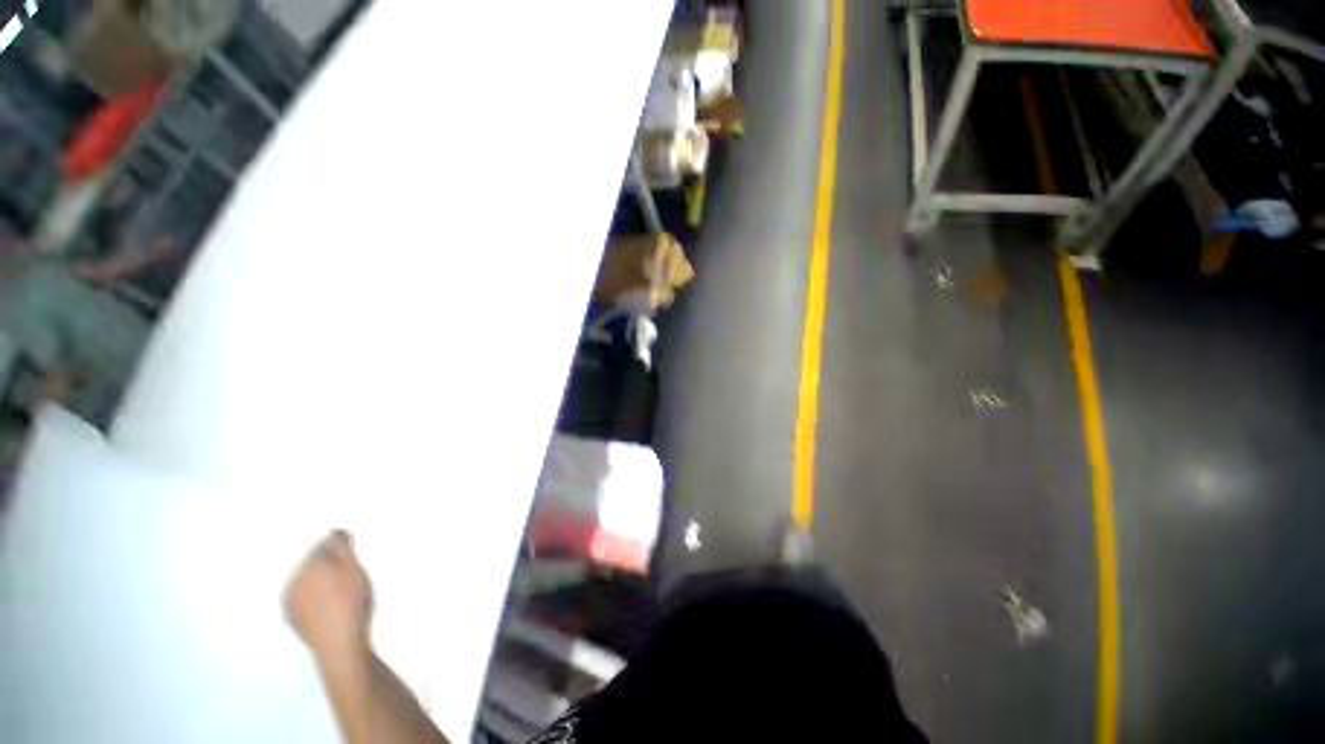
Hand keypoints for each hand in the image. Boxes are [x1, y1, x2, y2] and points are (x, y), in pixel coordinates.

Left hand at [286, 530, 374, 664]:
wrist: (340, 644)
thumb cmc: (352, 602)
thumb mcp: (354, 570)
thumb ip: (344, 548)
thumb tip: (336, 531)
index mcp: (309, 565)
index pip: (322, 543)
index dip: (338, 542)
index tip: (351, 543)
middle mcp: (294, 580)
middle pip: (312, 561)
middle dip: (328, 560)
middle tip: (349, 566)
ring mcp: (289, 601)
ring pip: (306, 580)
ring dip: (321, 578)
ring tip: (341, 586)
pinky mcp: (292, 618)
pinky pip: (302, 597)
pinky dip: (315, 595)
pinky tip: (330, 602)